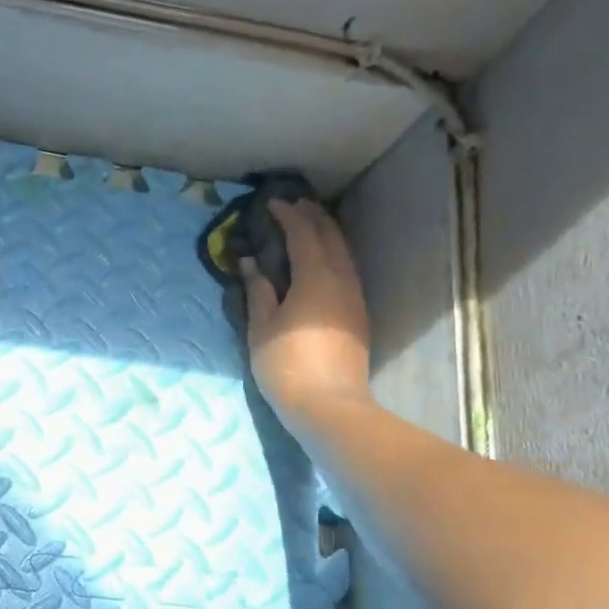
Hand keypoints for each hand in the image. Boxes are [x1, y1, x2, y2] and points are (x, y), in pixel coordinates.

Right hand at [241, 199, 373, 421]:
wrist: (328, 405)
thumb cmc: (286, 365)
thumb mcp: (262, 328)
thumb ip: (258, 291)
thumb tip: (250, 262)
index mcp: (315, 277)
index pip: (303, 234)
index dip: (288, 215)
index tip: (271, 203)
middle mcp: (341, 279)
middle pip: (331, 237)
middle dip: (312, 217)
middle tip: (293, 206)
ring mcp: (354, 297)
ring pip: (344, 253)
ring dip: (326, 234)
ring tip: (309, 226)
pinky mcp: (358, 315)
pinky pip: (347, 270)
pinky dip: (333, 255)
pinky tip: (322, 261)